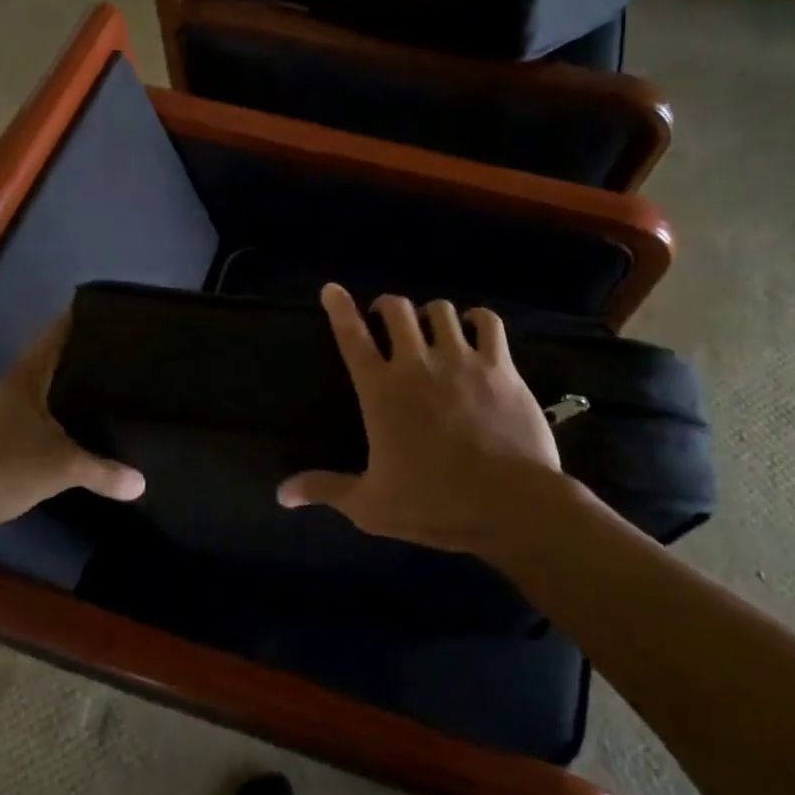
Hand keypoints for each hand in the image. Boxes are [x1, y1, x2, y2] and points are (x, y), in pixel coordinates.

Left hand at [0, 315, 142, 531]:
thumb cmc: (4, 467)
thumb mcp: (62, 468)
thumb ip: (103, 472)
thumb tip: (141, 483)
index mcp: (27, 377)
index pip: (56, 335)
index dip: (79, 320)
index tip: (111, 313)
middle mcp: (16, 386)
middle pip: (53, 357)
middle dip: (83, 351)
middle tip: (122, 348)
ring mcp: (6, 411)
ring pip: (46, 385)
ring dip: (71, 381)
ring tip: (109, 379)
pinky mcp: (3, 435)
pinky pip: (42, 410)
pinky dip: (62, 408)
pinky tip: (82, 420)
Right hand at [277, 284, 571, 554]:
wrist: (511, 505)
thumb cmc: (434, 505)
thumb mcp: (370, 505)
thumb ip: (326, 489)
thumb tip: (282, 494)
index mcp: (382, 391)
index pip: (352, 336)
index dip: (339, 308)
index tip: (332, 290)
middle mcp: (418, 364)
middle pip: (396, 309)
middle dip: (387, 307)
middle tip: (387, 321)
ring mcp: (462, 360)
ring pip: (441, 310)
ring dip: (430, 314)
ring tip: (431, 329)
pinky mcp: (500, 366)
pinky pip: (488, 322)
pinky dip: (477, 319)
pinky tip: (474, 327)